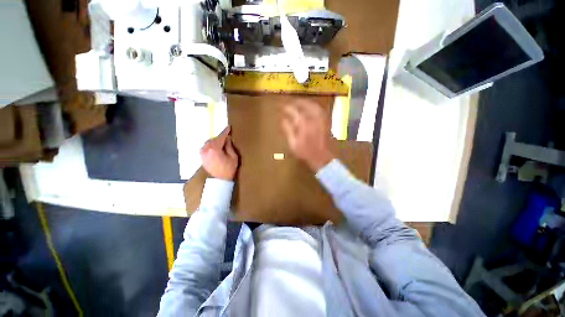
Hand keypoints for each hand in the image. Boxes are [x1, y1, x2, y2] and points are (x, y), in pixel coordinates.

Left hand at [200, 126, 238, 179]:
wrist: (219, 180)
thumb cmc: (229, 169)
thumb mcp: (233, 157)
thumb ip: (229, 146)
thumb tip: (227, 139)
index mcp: (215, 149)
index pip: (221, 137)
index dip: (225, 132)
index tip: (229, 128)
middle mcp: (206, 149)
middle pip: (214, 139)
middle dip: (220, 137)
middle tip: (227, 137)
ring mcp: (202, 153)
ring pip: (209, 142)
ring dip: (215, 141)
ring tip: (222, 143)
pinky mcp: (201, 156)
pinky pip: (206, 147)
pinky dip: (211, 145)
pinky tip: (216, 147)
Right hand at [281, 99, 334, 170]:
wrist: (321, 157)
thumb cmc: (305, 152)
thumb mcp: (293, 144)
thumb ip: (288, 130)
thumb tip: (283, 120)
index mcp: (304, 124)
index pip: (294, 111)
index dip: (287, 108)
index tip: (282, 107)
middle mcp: (314, 119)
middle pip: (305, 104)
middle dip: (297, 102)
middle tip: (290, 102)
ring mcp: (321, 119)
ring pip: (313, 105)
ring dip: (305, 102)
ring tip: (298, 103)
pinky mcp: (325, 121)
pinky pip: (320, 109)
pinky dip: (313, 106)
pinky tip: (309, 108)